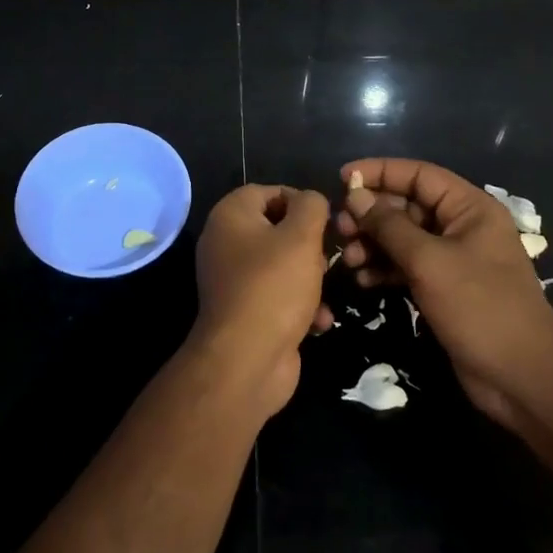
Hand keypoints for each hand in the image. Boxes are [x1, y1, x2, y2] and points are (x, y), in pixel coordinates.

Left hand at [189, 185, 332, 416]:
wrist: (247, 360)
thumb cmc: (274, 286)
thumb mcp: (301, 236)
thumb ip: (311, 206)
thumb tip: (312, 200)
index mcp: (230, 215)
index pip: (268, 191)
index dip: (299, 201)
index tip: (325, 221)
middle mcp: (225, 242)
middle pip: (277, 229)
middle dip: (308, 244)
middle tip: (326, 258)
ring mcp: (233, 279)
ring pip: (282, 264)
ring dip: (310, 277)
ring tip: (325, 289)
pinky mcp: (246, 311)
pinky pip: (278, 296)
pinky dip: (300, 305)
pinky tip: (320, 321)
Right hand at [336, 158, 552, 430]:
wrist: (524, 379)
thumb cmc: (480, 307)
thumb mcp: (429, 261)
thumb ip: (389, 226)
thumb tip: (355, 195)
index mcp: (469, 207)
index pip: (418, 174)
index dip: (379, 172)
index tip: (342, 179)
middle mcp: (461, 226)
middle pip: (407, 205)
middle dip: (372, 214)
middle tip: (340, 228)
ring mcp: (453, 259)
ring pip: (403, 237)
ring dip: (374, 243)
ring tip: (348, 258)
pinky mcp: (445, 288)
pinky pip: (407, 266)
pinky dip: (385, 268)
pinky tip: (363, 279)